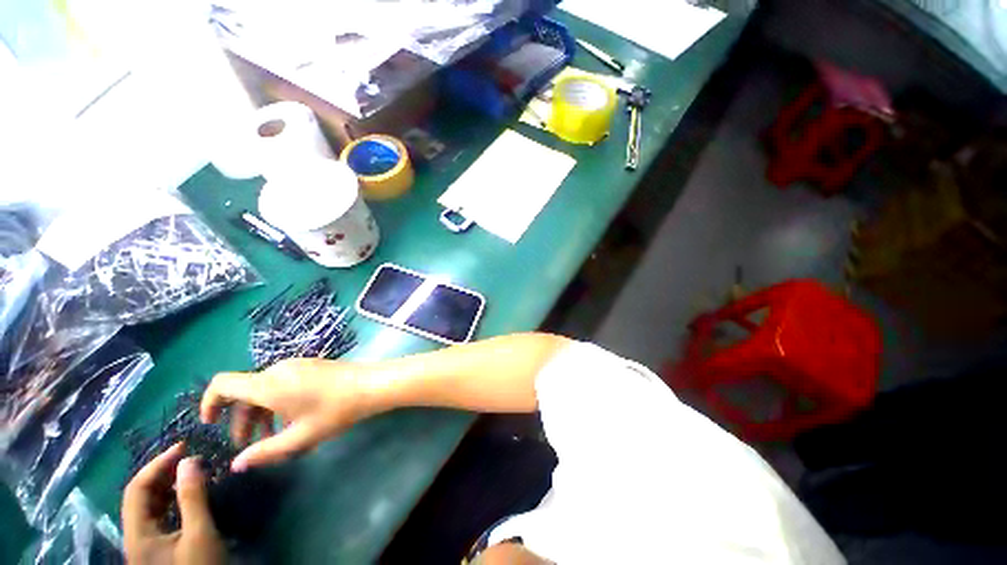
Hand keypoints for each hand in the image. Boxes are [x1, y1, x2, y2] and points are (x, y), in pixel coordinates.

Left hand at [122, 443, 224, 564]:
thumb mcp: (199, 534)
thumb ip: (193, 498)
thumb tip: (189, 461)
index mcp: (137, 534)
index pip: (137, 489)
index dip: (157, 465)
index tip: (183, 448)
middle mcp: (135, 536)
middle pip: (140, 497)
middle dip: (162, 473)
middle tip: (188, 457)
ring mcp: (146, 543)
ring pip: (149, 506)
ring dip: (167, 486)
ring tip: (190, 472)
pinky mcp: (158, 547)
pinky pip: (159, 516)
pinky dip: (172, 500)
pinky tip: (188, 495)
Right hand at [201, 358, 374, 470]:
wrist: (371, 384)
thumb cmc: (335, 411)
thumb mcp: (299, 437)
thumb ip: (265, 452)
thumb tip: (236, 465)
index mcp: (268, 384)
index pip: (222, 384)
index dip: (209, 402)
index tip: (210, 424)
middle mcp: (278, 369)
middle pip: (246, 391)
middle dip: (241, 419)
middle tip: (249, 445)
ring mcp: (296, 365)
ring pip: (266, 388)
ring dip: (261, 412)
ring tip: (273, 437)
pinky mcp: (310, 365)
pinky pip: (283, 382)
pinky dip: (277, 401)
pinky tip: (293, 419)